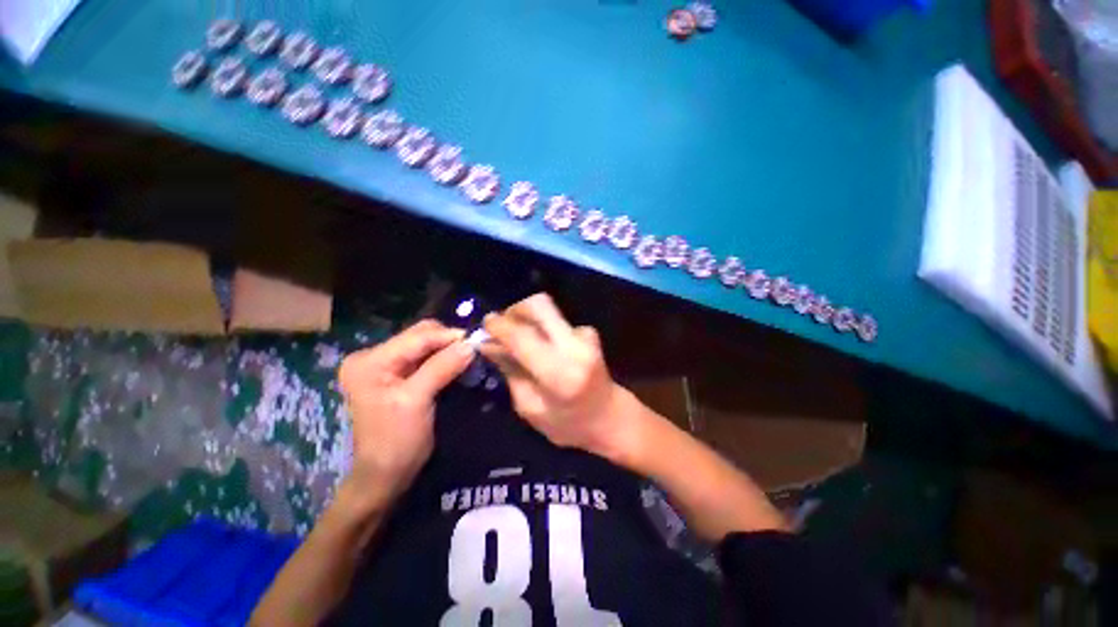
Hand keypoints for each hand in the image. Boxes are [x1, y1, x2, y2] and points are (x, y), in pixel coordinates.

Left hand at [337, 320, 472, 505]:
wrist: (385, 475)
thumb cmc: (396, 441)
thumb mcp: (417, 400)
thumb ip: (442, 367)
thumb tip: (470, 344)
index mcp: (370, 361)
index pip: (416, 337)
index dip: (448, 336)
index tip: (476, 340)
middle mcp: (373, 356)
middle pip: (419, 336)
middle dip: (448, 341)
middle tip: (472, 350)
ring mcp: (384, 365)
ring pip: (424, 345)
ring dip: (447, 349)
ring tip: (468, 356)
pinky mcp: (396, 374)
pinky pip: (424, 358)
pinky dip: (443, 358)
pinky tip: (456, 363)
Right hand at [479, 294, 628, 459]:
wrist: (610, 417)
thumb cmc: (568, 424)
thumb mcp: (530, 407)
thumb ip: (510, 371)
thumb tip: (488, 343)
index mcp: (559, 373)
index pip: (522, 336)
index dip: (498, 325)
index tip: (484, 324)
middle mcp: (575, 347)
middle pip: (540, 305)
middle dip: (515, 309)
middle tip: (502, 326)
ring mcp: (586, 336)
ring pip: (548, 310)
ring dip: (528, 319)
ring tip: (519, 340)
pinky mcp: (589, 332)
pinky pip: (557, 320)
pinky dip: (543, 328)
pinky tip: (543, 347)